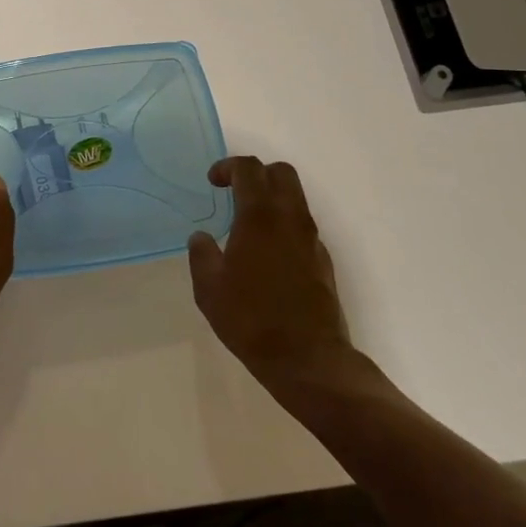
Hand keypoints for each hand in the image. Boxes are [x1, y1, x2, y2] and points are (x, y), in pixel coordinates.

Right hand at [188, 157, 356, 393]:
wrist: (308, 359)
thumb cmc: (251, 319)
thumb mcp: (209, 289)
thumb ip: (202, 255)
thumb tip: (201, 238)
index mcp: (260, 217)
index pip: (249, 169)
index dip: (228, 166)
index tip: (213, 182)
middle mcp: (290, 219)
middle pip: (281, 173)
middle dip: (257, 174)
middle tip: (234, 192)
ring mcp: (311, 239)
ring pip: (296, 198)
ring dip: (272, 199)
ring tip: (247, 226)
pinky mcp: (323, 261)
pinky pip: (302, 227)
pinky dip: (284, 225)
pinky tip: (267, 255)